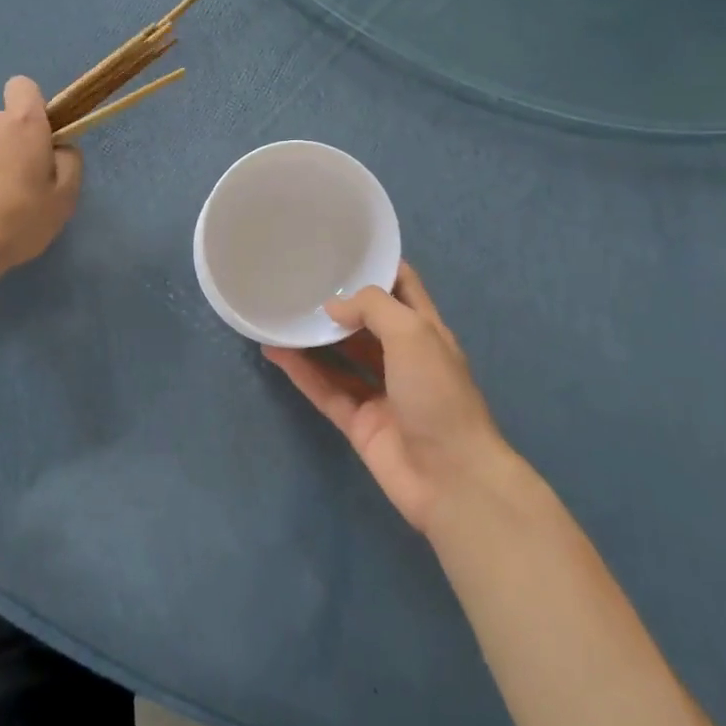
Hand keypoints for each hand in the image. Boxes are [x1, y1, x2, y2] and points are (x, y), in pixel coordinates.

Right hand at [264, 263, 514, 534]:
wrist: (450, 477)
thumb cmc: (438, 394)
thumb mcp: (413, 333)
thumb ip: (373, 309)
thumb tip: (333, 307)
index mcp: (426, 331)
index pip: (402, 288)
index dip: (377, 266)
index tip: (341, 248)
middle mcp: (403, 358)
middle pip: (367, 323)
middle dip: (339, 304)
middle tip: (299, 281)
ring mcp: (380, 392)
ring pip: (341, 357)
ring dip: (314, 338)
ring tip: (280, 314)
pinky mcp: (359, 423)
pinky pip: (325, 390)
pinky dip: (302, 372)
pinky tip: (275, 352)